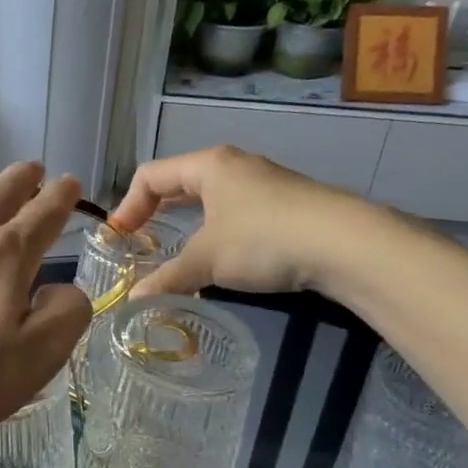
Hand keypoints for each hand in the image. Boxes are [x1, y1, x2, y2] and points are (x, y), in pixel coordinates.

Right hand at [109, 145, 375, 298]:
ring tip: (178, 254)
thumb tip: (133, 302)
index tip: (119, 239)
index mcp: (208, 165)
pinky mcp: (286, 205)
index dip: (128, 206)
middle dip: (155, 212)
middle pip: (179, 183)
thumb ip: (167, 279)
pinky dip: (216, 232)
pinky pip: (235, 213)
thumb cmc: (264, 239)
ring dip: (187, 224)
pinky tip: (223, 260)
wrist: (347, 244)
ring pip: (210, 199)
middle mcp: (234, 166)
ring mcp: (263, 184)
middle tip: (140, 242)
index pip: (151, 175)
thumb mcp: (207, 260)